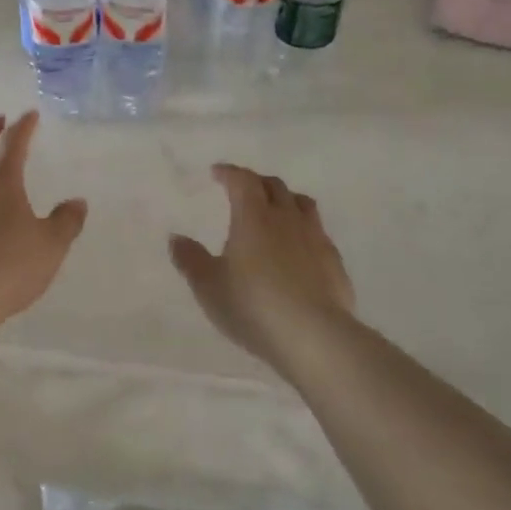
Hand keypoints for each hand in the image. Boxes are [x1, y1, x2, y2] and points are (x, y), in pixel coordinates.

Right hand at [169, 164, 354, 372]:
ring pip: (302, 204)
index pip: (242, 181)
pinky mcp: (334, 261)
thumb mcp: (209, 287)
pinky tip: (299, 247)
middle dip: (256, 182)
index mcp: (253, 217)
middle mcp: (286, 218)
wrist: (314, 337)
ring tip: (275, 210)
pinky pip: (318, 232)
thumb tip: (176, 238)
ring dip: (285, 200)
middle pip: (274, 186)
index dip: (229, 173)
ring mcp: (315, 238)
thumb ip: (190, 260)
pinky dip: (304, 229)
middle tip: (243, 190)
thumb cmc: (253, 306)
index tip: (217, 172)